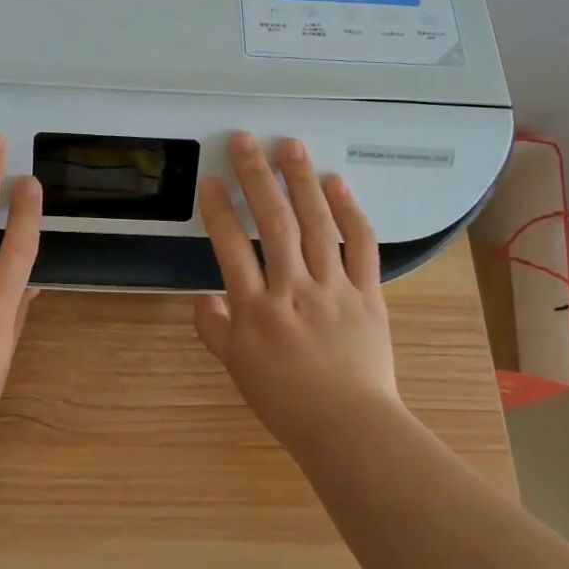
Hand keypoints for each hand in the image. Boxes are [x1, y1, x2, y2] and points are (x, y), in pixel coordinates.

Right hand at [193, 132, 402, 449]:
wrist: (349, 428)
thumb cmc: (286, 401)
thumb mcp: (237, 369)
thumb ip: (214, 330)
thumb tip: (200, 299)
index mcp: (256, 309)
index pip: (231, 248)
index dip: (219, 210)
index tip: (211, 179)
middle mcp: (293, 289)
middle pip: (273, 223)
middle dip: (257, 178)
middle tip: (246, 140)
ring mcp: (334, 288)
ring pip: (317, 225)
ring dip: (302, 182)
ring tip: (291, 147)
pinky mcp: (368, 293)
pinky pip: (361, 246)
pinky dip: (351, 212)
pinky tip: (338, 184)